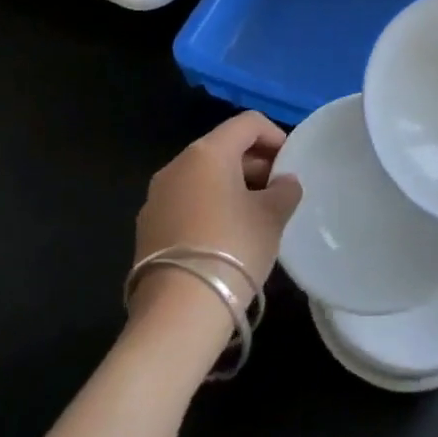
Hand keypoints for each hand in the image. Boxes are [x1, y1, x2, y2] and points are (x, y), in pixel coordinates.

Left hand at [131, 111, 302, 326]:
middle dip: (254, 163)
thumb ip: (285, 190)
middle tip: (278, 191)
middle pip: (223, 147)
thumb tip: (284, 182)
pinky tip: (226, 237)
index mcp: (207, 152)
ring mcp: (156, 198)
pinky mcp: (147, 228)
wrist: (178, 313)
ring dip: (232, 186)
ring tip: (255, 216)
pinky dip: (209, 206)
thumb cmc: (233, 248)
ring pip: (202, 176)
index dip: (275, 136)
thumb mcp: (272, 216)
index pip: (248, 123)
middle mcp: (176, 166)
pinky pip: (186, 202)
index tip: (290, 163)